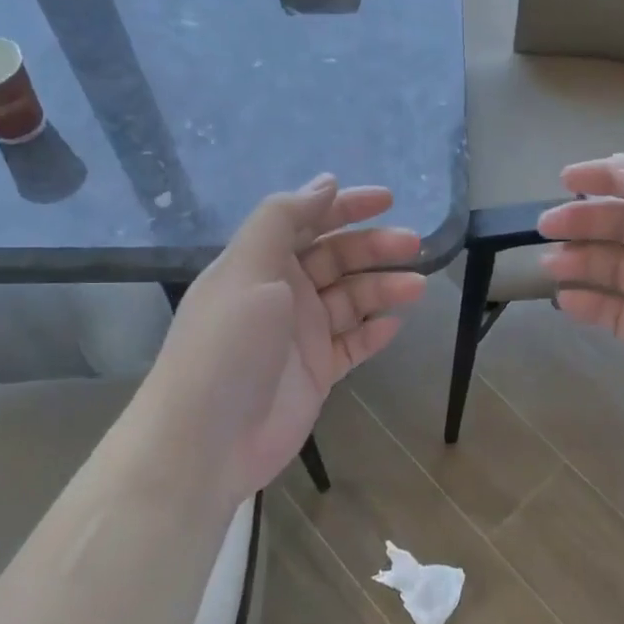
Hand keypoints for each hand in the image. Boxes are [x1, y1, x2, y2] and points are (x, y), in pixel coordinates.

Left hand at [139, 175, 425, 502]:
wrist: (207, 440)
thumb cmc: (227, 345)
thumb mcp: (248, 268)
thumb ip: (284, 218)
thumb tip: (325, 182)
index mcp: (260, 262)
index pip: (308, 221)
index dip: (345, 206)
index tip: (387, 200)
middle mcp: (282, 293)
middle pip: (336, 259)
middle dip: (374, 247)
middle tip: (413, 245)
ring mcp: (300, 335)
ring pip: (350, 301)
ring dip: (382, 289)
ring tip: (416, 286)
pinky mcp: (316, 373)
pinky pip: (352, 344)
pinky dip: (373, 333)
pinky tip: (395, 324)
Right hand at [538, 155, 623, 458]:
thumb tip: (623, 163)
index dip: (609, 177)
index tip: (567, 179)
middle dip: (585, 220)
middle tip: (545, 225)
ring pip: (612, 267)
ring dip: (579, 260)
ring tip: (549, 264)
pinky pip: (610, 311)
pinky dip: (586, 302)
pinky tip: (565, 300)